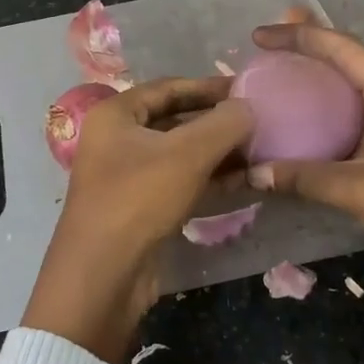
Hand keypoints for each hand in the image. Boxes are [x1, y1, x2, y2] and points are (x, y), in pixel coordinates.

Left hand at [24, 77, 253, 363]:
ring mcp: (127, 176)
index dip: (208, 87)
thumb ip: (223, 124)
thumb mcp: (187, 154)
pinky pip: (180, 182)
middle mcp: (117, 140)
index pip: (168, 88)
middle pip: (175, 120)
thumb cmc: (139, 199)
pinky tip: (244, 180)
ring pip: (180, 154)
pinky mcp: (141, 208)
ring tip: (259, 151)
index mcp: (115, 115)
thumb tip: (249, 107)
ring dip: (218, 152)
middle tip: (259, 122)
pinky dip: (209, 179)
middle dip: (216, 122)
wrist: (104, 276)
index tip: (247, 89)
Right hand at [245, 22, 363, 341]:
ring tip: (262, 87)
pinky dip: (305, 137)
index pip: (345, 50)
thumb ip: (307, 177)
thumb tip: (253, 172)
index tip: (259, 36)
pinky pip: (332, 143)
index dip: (302, 36)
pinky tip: (276, 140)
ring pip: (334, 107)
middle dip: (303, 53)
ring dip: (301, 96)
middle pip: (340, 69)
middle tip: (258, 48)